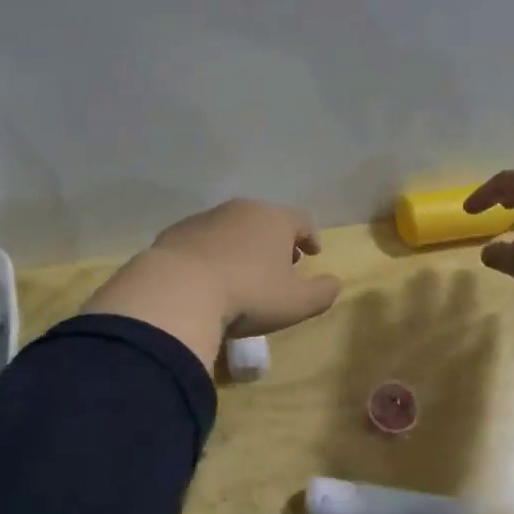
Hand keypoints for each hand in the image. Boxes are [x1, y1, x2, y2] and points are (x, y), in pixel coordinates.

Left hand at [149, 199, 342, 335]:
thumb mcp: (296, 303)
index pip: (301, 220)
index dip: (310, 236)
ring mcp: (206, 218)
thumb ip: (322, 293)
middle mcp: (242, 210)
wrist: (178, 289)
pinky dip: (212, 252)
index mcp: (275, 220)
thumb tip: (336, 284)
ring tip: (243, 272)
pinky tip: (208, 276)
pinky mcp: (177, 232)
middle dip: (275, 240)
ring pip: (233, 227)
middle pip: (266, 220)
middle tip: (279, 264)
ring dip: (242, 245)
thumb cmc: (248, 294)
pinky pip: (203, 240)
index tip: (312, 253)